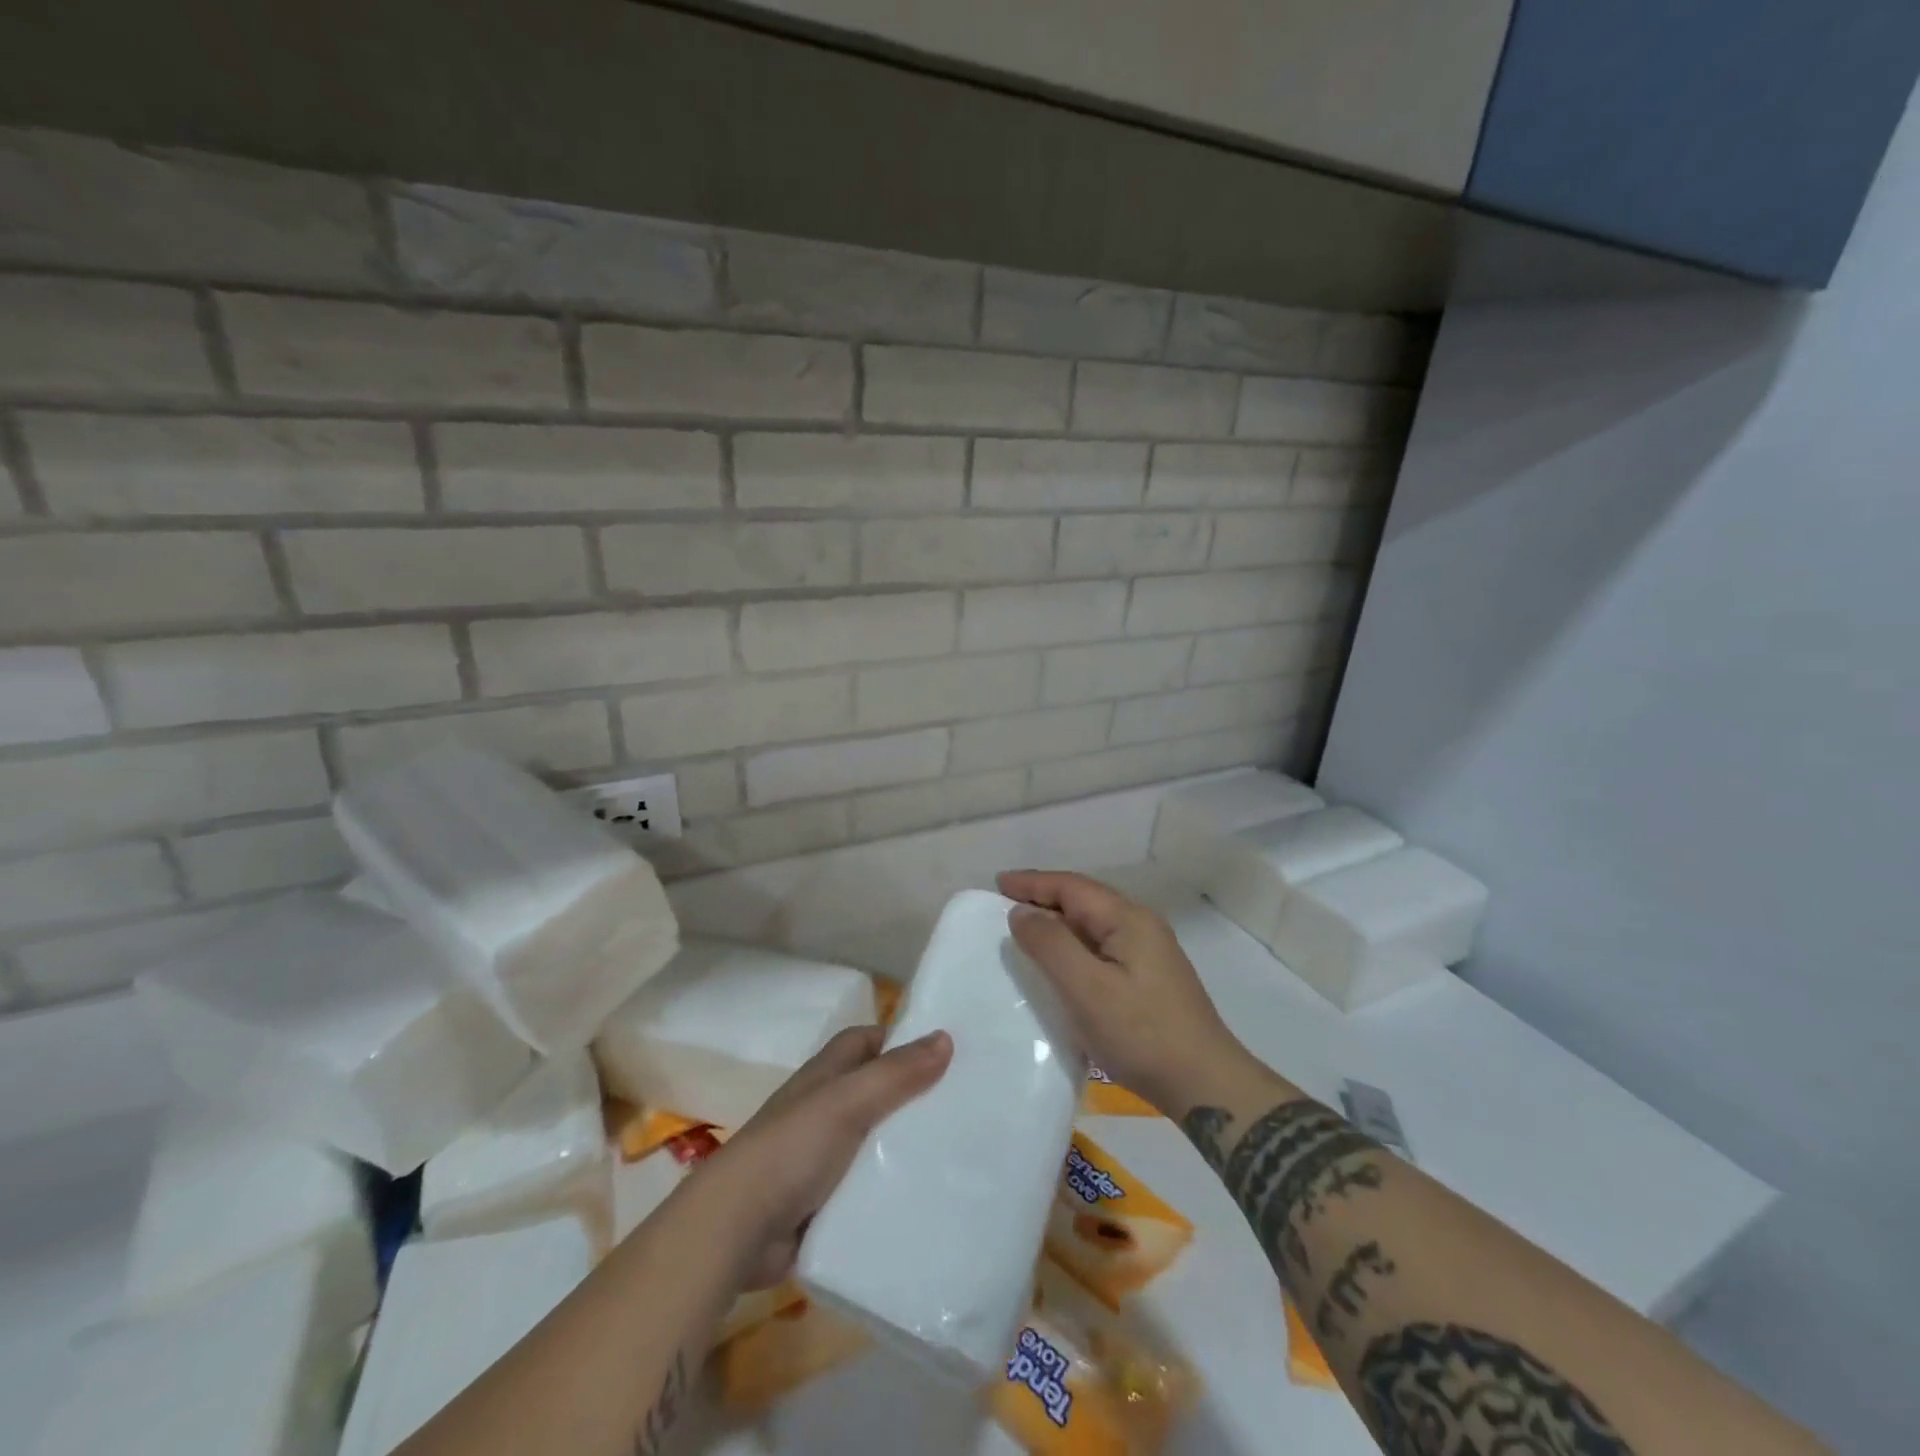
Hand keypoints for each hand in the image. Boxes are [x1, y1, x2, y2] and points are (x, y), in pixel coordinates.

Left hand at [702, 1025, 951, 1289]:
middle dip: (913, 1095)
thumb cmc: (791, 1148)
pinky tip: (929, 1197)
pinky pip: (868, 1189)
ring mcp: (822, 1159)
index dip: (899, 1039)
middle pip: (875, 1092)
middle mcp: (823, 1110)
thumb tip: (945, 1037)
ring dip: (906, 1146)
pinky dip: (892, 1190)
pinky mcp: (825, 1203)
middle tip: (965, 1104)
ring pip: (875, 1142)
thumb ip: (895, 1073)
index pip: (865, 1042)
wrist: (737, 1229)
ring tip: (959, 1152)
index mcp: (824, 1077)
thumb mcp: (847, 1101)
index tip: (944, 1049)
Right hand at [999, 869, 1262, 1115]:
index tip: (997, 883)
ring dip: (1057, 922)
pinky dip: (1073, 945)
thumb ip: (1051, 945)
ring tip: (1024, 930)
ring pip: (1092, 924)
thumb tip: (1021, 912)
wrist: (1204, 1084)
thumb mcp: (1087, 988)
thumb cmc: (1141, 1033)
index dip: (1032, 883)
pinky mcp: (1148, 977)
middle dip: (1043, 897)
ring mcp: (1148, 951)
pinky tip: (1059, 963)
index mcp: (1128, 918)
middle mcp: (1140, 925)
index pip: (1072, 887)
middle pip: (1083, 900)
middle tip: (1004, 905)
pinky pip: (1101, 946)